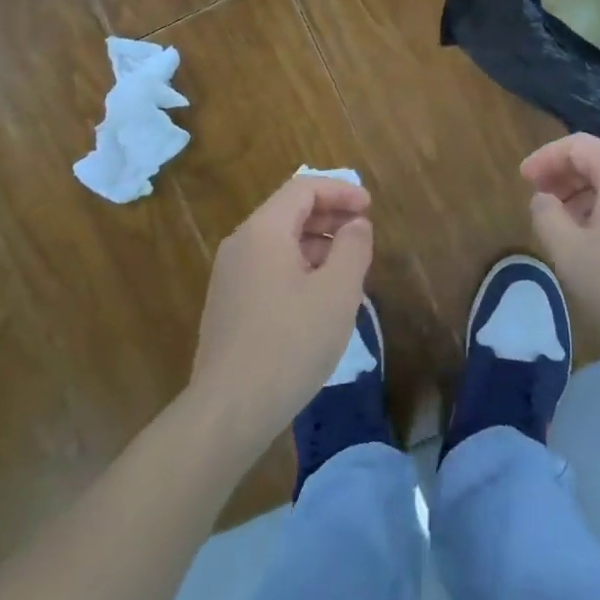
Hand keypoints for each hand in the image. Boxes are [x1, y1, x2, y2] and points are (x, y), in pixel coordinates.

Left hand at [188, 174, 373, 457]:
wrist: (229, 410)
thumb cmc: (290, 344)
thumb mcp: (337, 293)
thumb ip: (352, 248)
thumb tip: (356, 225)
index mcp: (263, 230)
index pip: (303, 189)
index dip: (340, 191)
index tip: (370, 207)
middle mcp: (240, 244)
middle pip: (289, 212)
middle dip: (330, 216)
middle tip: (363, 233)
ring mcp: (229, 276)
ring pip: (279, 242)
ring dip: (316, 244)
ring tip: (348, 268)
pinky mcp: (228, 305)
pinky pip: (268, 268)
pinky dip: (298, 267)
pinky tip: (319, 298)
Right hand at [521, 133, 599, 374]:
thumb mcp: (571, 253)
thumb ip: (547, 216)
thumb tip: (543, 199)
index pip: (577, 145)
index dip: (545, 158)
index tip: (523, 180)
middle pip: (598, 159)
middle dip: (563, 175)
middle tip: (539, 200)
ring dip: (583, 195)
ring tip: (563, 225)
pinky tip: (595, 242)